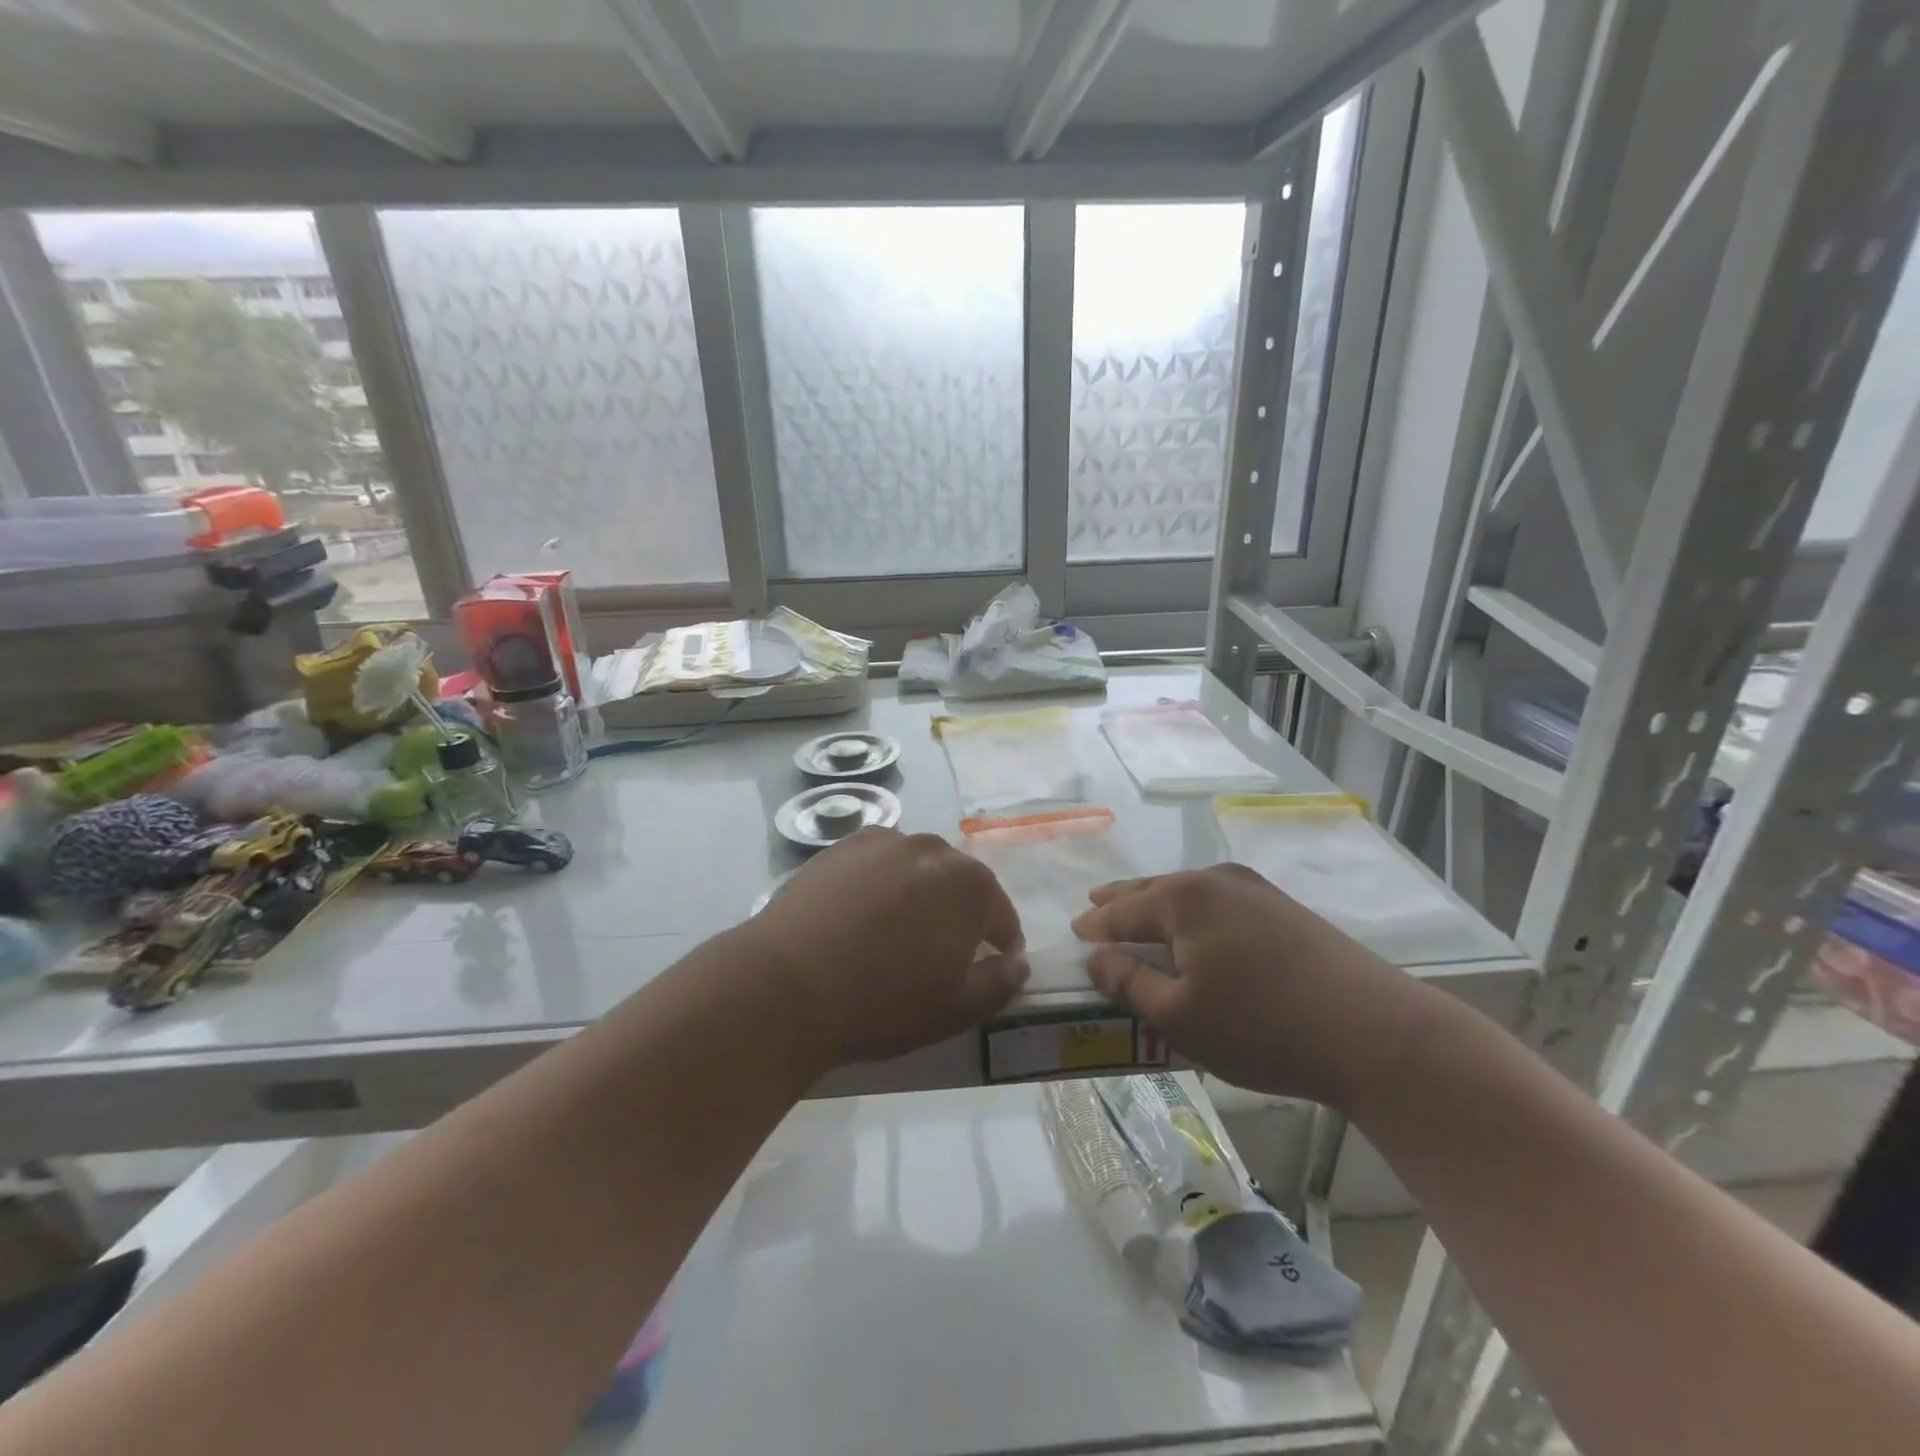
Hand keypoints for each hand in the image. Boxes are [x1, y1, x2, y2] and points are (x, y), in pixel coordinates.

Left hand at [739, 828, 1028, 1064]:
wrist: (787, 983)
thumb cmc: (883, 1001)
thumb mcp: (955, 1008)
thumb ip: (999, 982)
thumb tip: (1019, 963)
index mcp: (969, 884)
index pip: (1000, 914)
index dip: (1001, 943)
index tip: (992, 965)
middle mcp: (931, 849)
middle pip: (959, 883)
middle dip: (959, 914)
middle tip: (941, 952)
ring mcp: (883, 842)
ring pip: (917, 869)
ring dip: (919, 894)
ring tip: (897, 932)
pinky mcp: (841, 847)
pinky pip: (877, 865)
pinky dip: (880, 884)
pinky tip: (861, 916)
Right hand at [1071, 864, 1435, 1111]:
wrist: (1376, 1032)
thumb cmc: (1262, 1027)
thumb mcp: (1180, 1017)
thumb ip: (1129, 984)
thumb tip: (1096, 958)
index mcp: (1183, 900)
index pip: (1122, 911)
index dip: (1095, 925)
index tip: (1074, 930)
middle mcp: (1215, 881)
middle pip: (1154, 889)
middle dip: (1123, 900)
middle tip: (1096, 905)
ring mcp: (1255, 890)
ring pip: (1189, 893)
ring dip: (1160, 905)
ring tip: (1141, 914)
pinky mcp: (1285, 909)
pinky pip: (1219, 902)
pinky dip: (1194, 913)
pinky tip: (1198, 929)